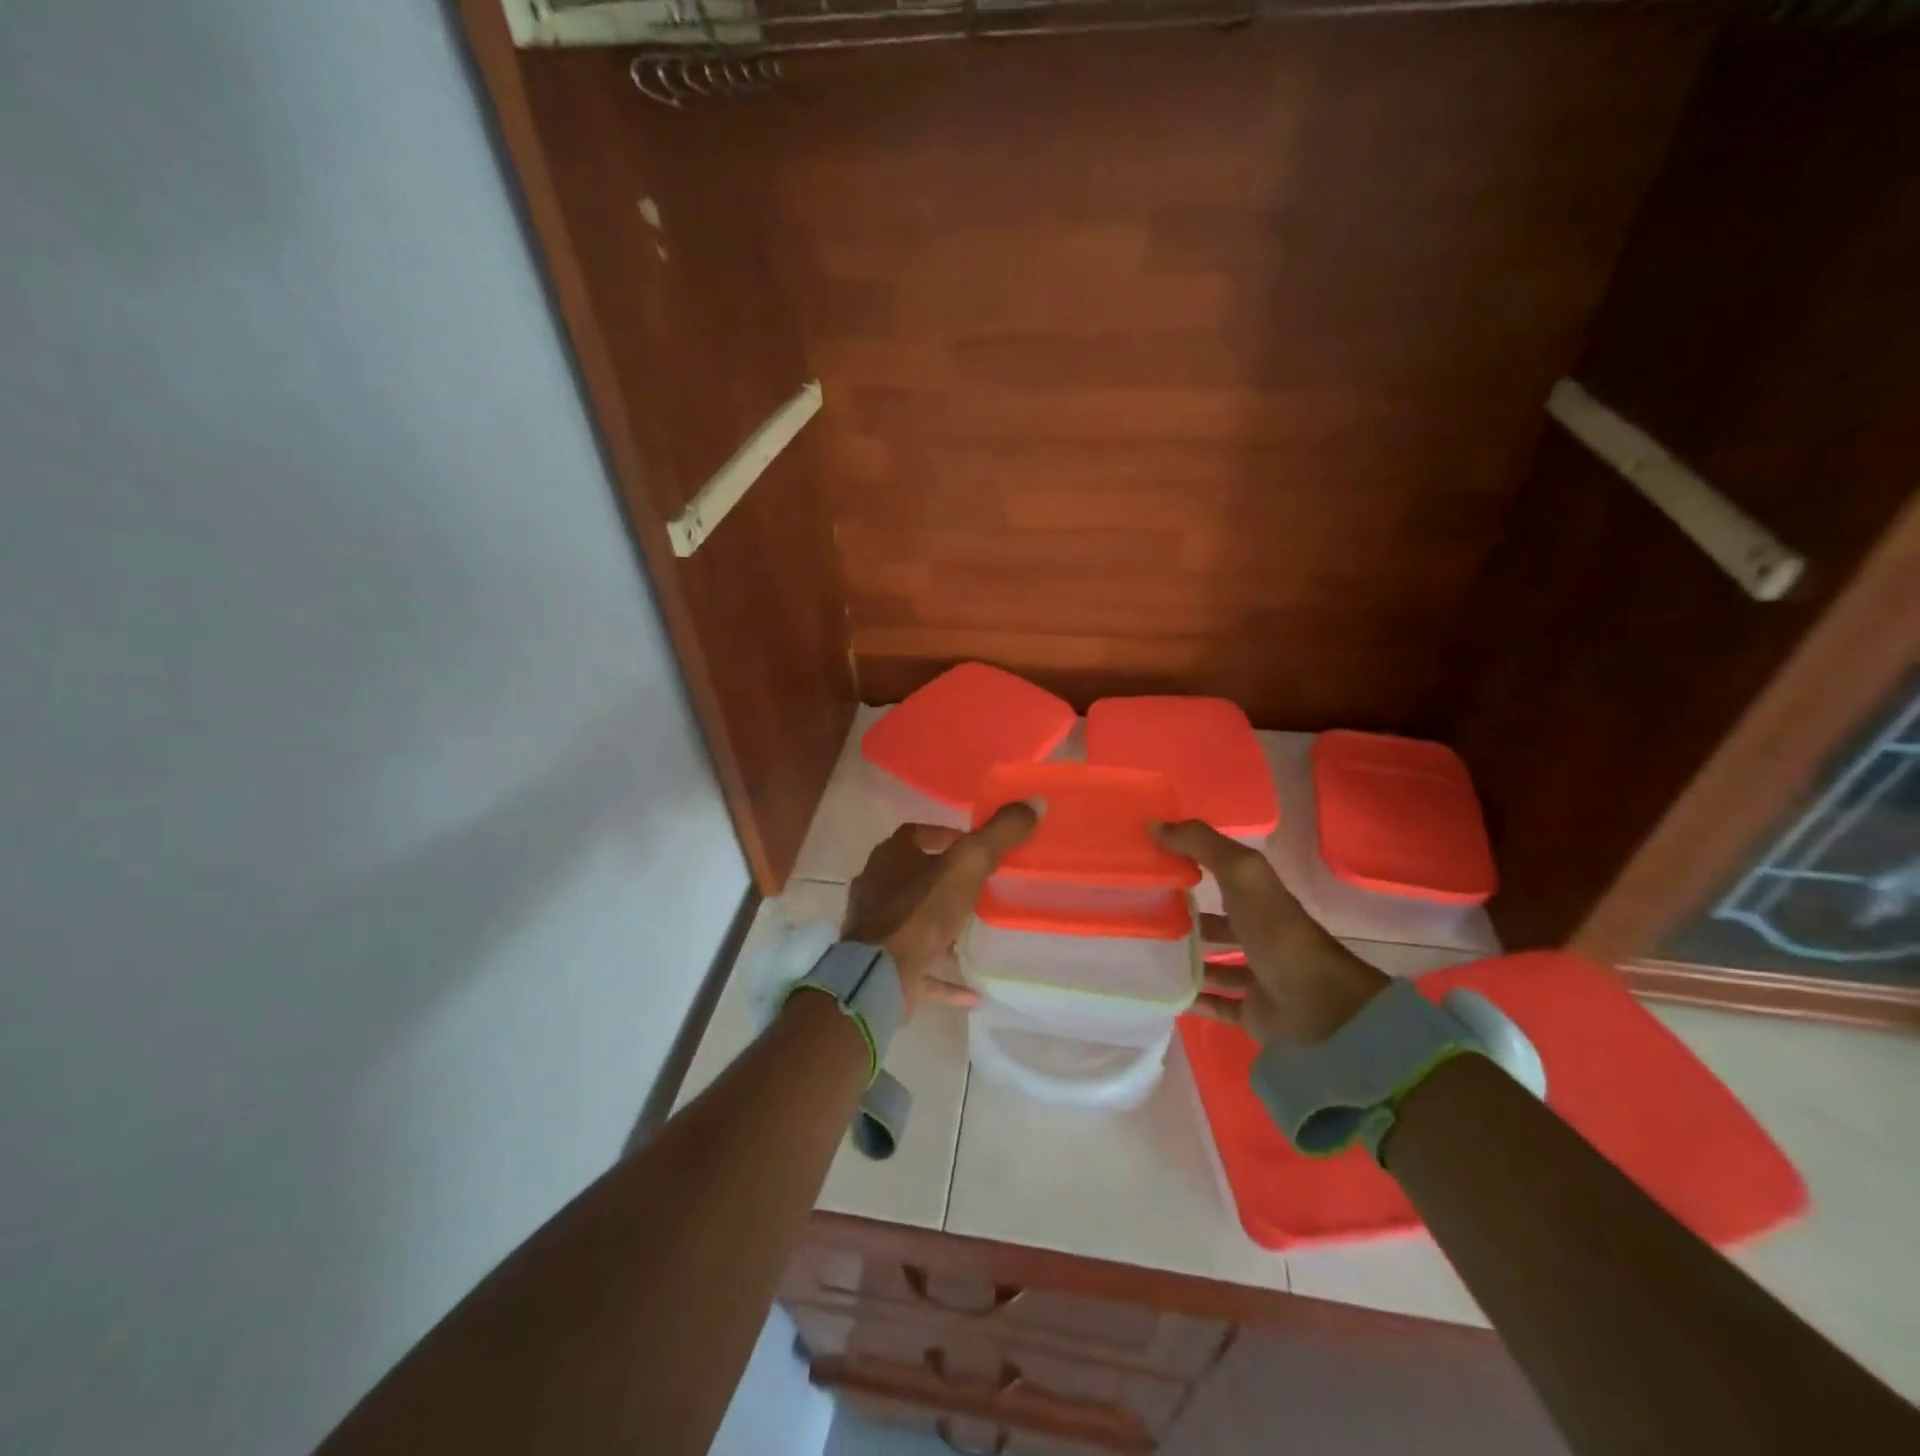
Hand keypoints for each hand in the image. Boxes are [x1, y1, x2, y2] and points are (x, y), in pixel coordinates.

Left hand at [842, 803, 1039, 1014]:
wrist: (877, 977)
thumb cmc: (919, 913)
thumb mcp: (966, 866)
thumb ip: (999, 835)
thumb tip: (1034, 802)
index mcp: (889, 857)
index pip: (915, 834)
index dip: (944, 836)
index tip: (974, 846)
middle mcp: (876, 888)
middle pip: (912, 876)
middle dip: (944, 881)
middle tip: (981, 887)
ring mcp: (875, 928)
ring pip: (913, 920)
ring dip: (941, 926)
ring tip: (977, 931)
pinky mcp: (881, 965)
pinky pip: (919, 967)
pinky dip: (944, 975)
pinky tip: (974, 990)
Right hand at [1154, 820, 1388, 1044]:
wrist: (1316, 1006)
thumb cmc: (1276, 931)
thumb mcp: (1240, 872)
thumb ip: (1201, 844)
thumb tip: (1153, 824)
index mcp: (1260, 898)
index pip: (1222, 874)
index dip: (1190, 864)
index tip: (1149, 862)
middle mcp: (1259, 933)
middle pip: (1216, 921)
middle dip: (1183, 916)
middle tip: (1138, 912)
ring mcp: (1256, 974)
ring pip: (1214, 962)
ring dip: (1185, 957)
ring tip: (1142, 951)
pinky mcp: (1250, 1011)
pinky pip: (1214, 1002)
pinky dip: (1191, 997)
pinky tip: (1160, 990)